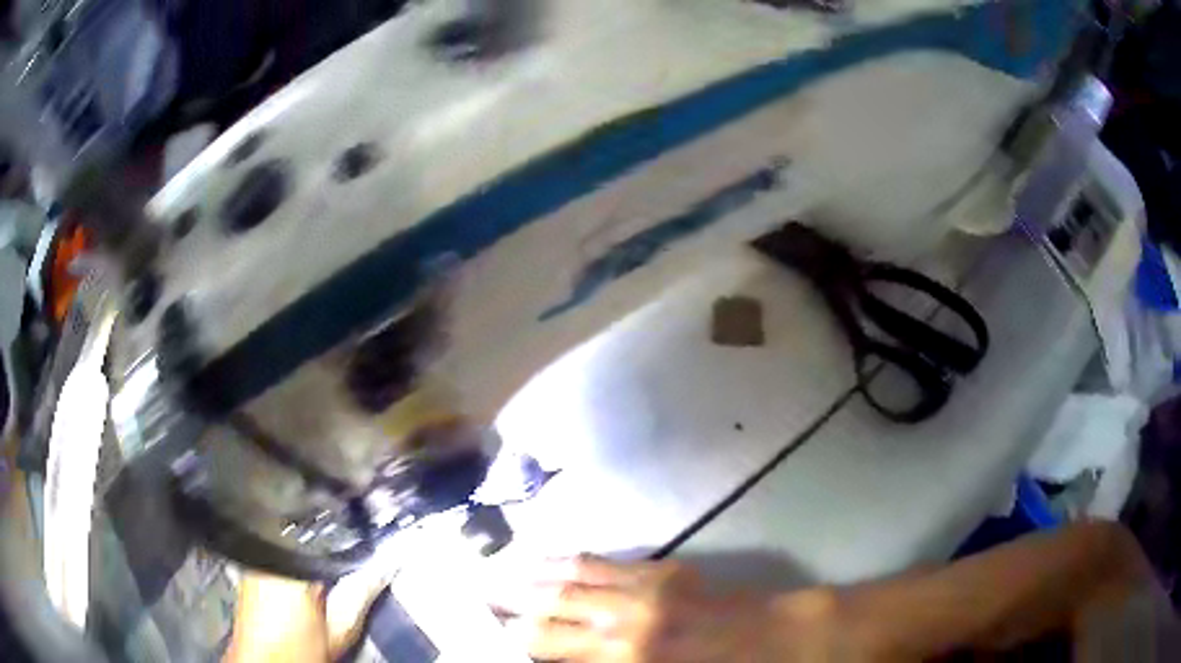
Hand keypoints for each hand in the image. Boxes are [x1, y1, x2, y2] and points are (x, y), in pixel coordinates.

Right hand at [488, 556, 846, 661]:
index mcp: (623, 661)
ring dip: (524, 579)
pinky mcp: (660, 571)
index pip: (546, 652)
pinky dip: (565, 561)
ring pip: (566, 581)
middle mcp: (620, 624)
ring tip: (489, 576)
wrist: (783, 641)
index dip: (510, 647)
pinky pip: (601, 563)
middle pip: (546, 615)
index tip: (480, 642)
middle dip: (503, 613)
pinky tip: (545, 559)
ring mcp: (640, 591)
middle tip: (469, 607)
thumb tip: (566, 659)